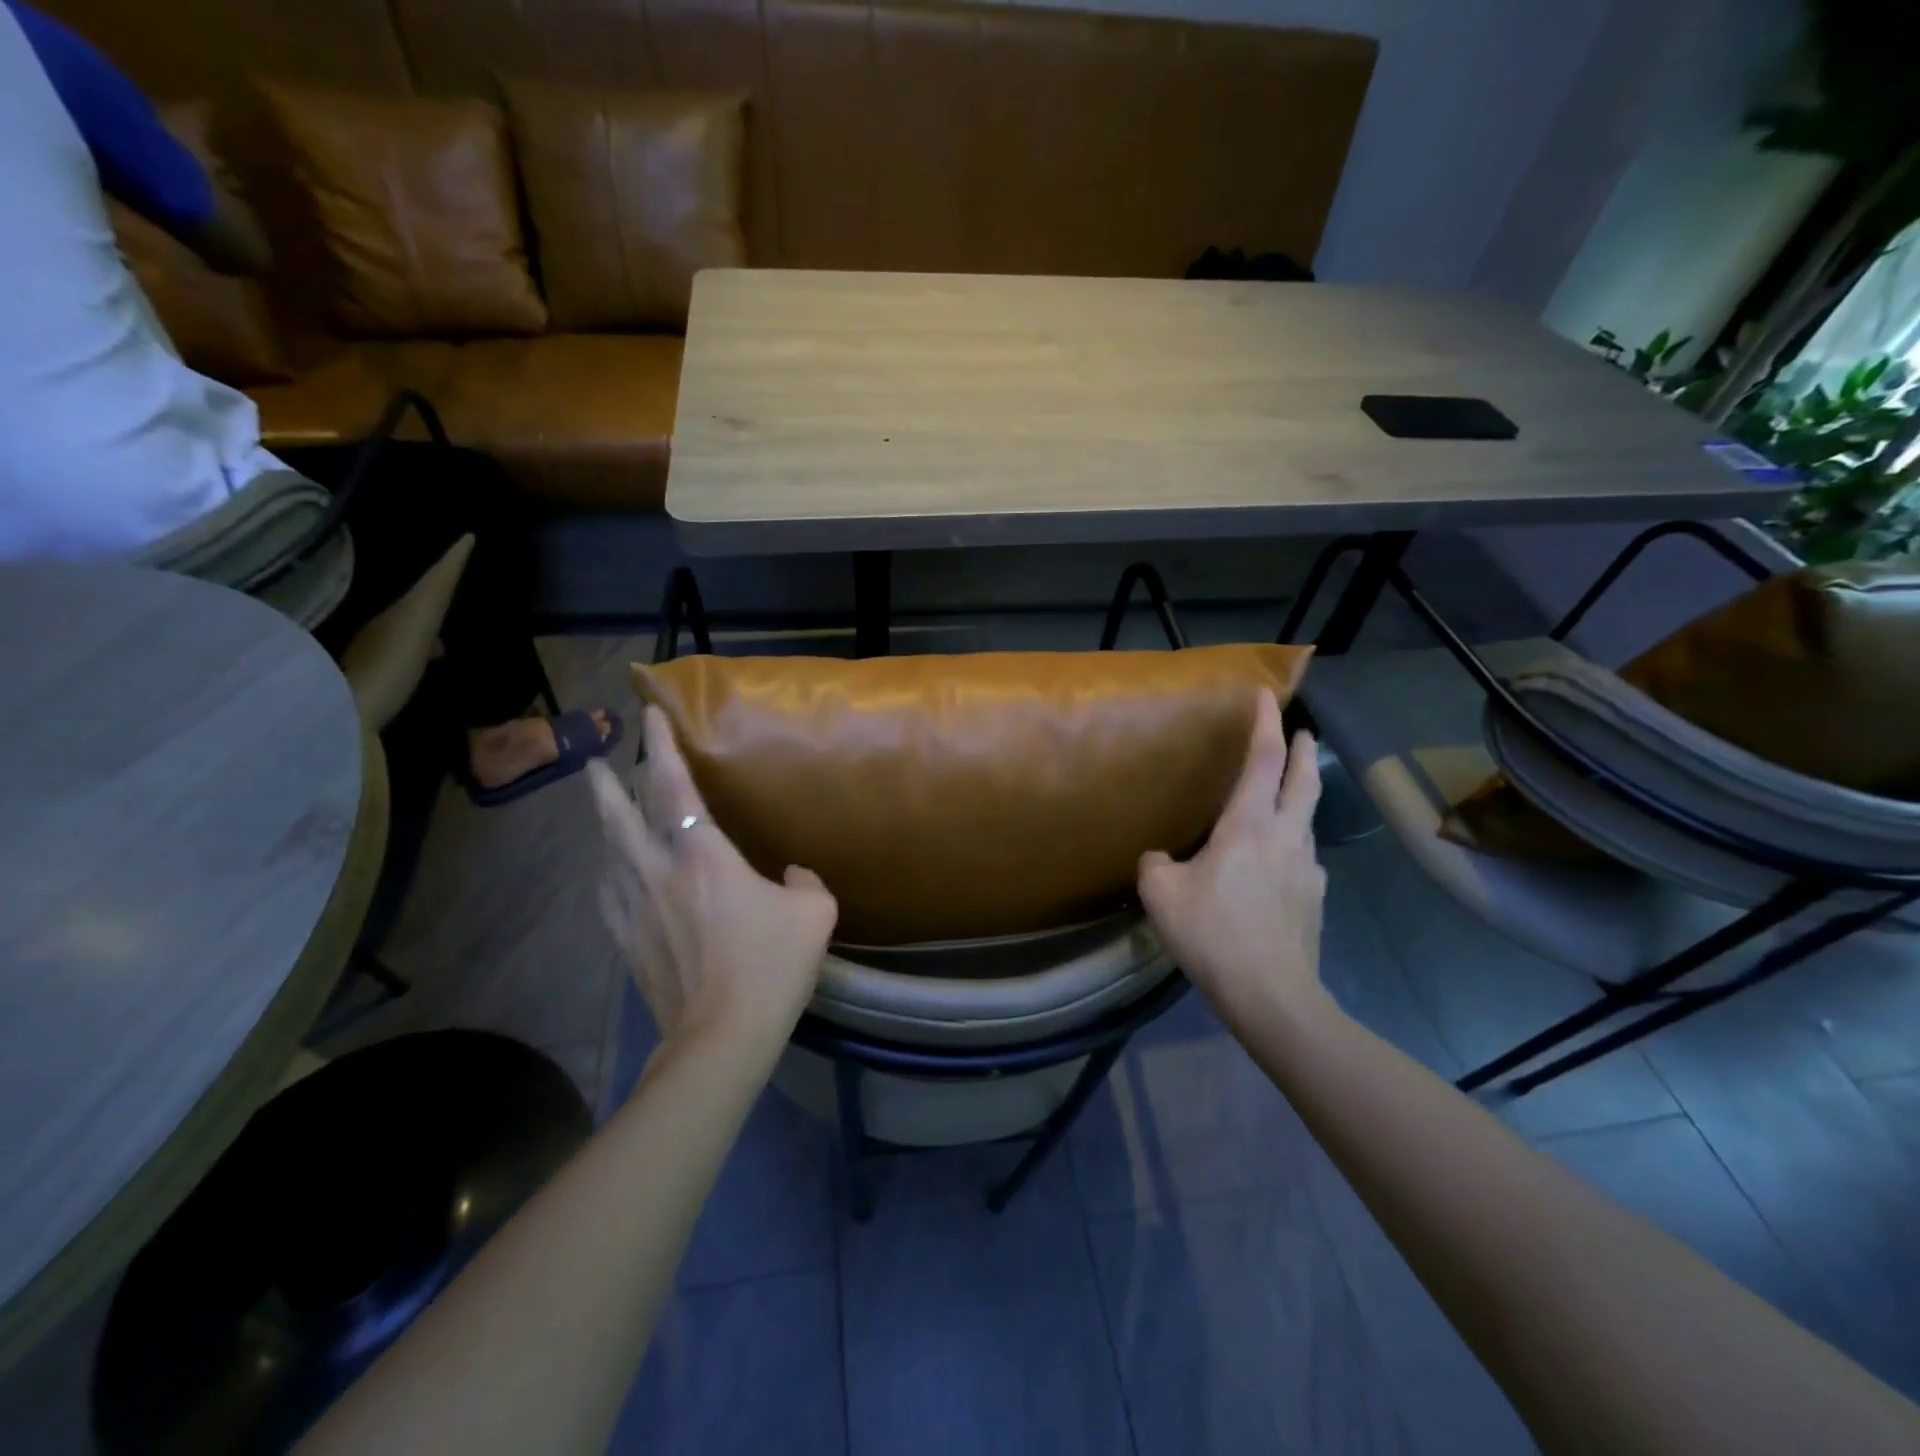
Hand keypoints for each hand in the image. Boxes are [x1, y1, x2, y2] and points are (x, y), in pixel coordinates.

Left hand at [589, 708, 838, 1051]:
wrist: (722, 1036)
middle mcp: (659, 871)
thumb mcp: (815, 914)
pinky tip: (611, 878)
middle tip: (593, 762)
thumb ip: (806, 881)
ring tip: (604, 814)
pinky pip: (609, 898)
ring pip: (608, 854)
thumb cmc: (771, 965)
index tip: (649, 716)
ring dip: (604, 827)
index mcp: (703, 855)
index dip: (661, 746)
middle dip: (605, 784)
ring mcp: (637, 909)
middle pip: (620, 816)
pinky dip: (608, 876)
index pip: (675, 786)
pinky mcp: (628, 943)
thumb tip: (793, 875)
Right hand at [1138, 689, 1329, 1029]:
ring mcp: (1307, 869)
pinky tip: (1277, 867)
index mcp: (1248, 826)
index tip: (1267, 695)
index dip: (1264, 724)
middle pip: (1303, 781)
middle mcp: (1285, 837)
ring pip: (1306, 820)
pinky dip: (1291, 847)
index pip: (1262, 760)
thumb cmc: (1212, 933)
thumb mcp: (1161, 894)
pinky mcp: (1315, 900)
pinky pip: (1302, 860)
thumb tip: (1162, 858)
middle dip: (1303, 751)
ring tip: (1284, 800)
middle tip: (1303, 733)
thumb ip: (1156, 865)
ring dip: (1299, 799)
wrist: (1270, 994)